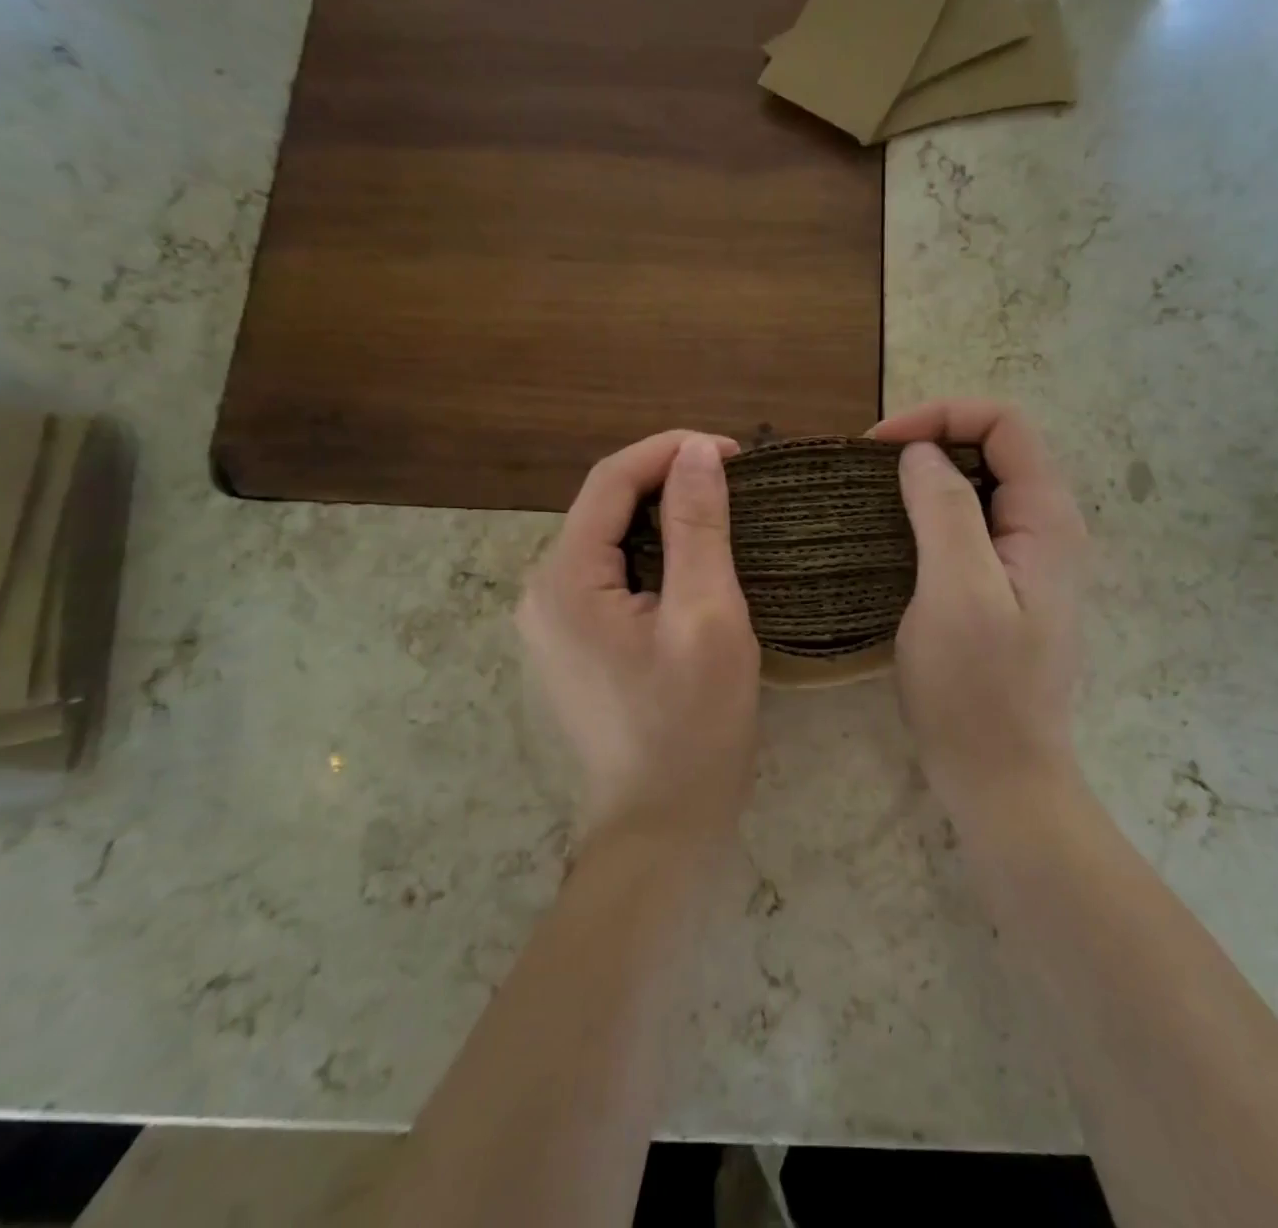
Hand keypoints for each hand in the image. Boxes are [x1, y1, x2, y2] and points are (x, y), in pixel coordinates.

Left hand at [518, 431, 760, 845]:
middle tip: (736, 485)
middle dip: (667, 482)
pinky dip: (652, 555)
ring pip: (609, 541)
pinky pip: (609, 575)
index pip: (611, 480)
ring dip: (663, 518)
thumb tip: (696, 451)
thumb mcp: (707, 617)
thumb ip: (699, 527)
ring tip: (722, 516)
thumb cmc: (692, 725)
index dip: (670, 451)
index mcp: (565, 580)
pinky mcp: (571, 643)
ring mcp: (551, 621)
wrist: (660, 825)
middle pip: (604, 508)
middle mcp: (541, 592)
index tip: (733, 452)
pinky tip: (692, 564)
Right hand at [869, 401, 1087, 819]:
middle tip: (868, 470)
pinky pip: (966, 527)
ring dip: (924, 479)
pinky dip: (926, 514)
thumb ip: (944, 510)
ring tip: (870, 496)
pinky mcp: (1000, 587)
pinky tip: (890, 535)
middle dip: (930, 442)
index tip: (879, 447)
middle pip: (993, 449)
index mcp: (1046, 519)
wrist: (999, 776)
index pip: (1004, 424)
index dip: (942, 416)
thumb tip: (921, 453)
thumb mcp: (956, 590)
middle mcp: (1044, 529)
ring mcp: (1024, 561)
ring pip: (977, 488)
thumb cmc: (977, 688)